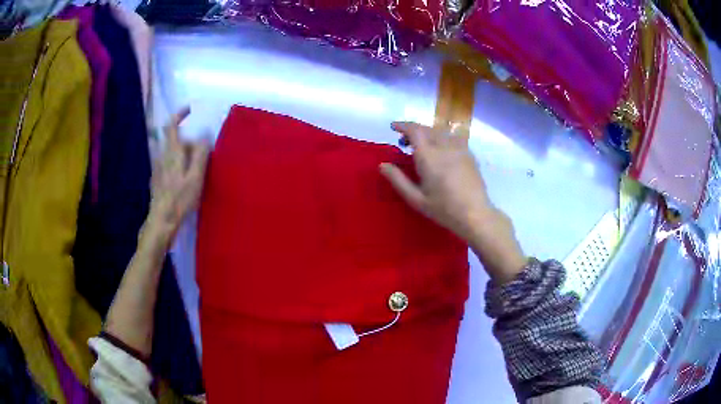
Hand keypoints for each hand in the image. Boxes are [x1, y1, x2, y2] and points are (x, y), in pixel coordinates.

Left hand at [147, 107, 209, 241]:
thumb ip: (200, 154)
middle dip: (189, 143)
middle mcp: (162, 156)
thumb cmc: (180, 198)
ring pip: (172, 154)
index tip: (189, 110)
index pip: (171, 125)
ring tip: (195, 172)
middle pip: (175, 141)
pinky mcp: (156, 180)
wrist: (161, 220)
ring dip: (184, 156)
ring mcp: (157, 168)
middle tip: (202, 156)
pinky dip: (178, 166)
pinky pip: (169, 165)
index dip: (179, 114)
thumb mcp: (195, 177)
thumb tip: (204, 135)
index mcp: (172, 152)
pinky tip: (184, 182)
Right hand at [380, 122, 525, 283]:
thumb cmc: (444, 209)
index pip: (414, 131)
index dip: (402, 126)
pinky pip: (452, 137)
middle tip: (404, 141)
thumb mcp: (416, 199)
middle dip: (413, 130)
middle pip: (426, 129)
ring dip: (427, 132)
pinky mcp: (469, 154)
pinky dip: (441, 137)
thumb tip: (382, 165)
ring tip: (421, 145)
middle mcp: (444, 146)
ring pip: (440, 131)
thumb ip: (398, 180)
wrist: (475, 214)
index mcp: (429, 156)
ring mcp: (459, 149)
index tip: (393, 127)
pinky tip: (440, 150)